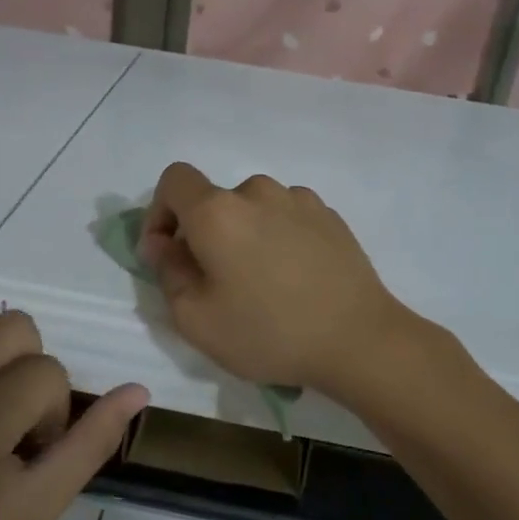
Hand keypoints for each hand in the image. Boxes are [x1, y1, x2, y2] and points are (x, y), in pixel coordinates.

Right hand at [139, 162, 412, 392]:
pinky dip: (277, 238)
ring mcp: (300, 200)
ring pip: (253, 210)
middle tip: (216, 282)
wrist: (359, 339)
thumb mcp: (196, 319)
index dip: (160, 211)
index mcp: (218, 211)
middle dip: (204, 234)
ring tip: (261, 283)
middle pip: (215, 200)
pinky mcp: (330, 216)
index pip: (174, 180)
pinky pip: (287, 218)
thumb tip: (163, 243)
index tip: (167, 252)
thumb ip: (167, 271)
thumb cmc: (268, 332)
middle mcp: (258, 192)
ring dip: (244, 235)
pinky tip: (293, 278)